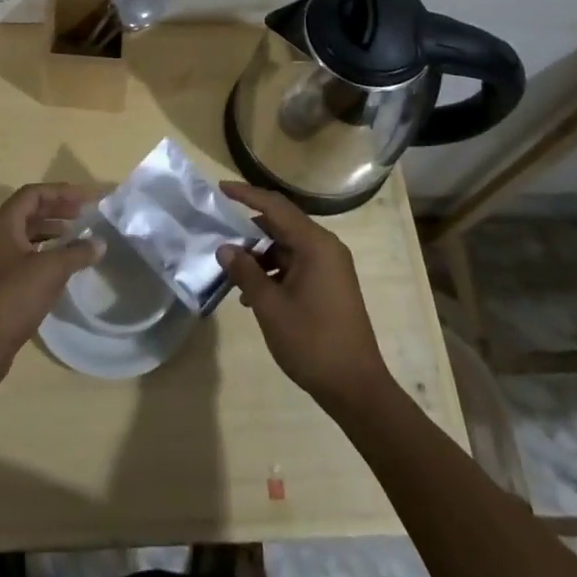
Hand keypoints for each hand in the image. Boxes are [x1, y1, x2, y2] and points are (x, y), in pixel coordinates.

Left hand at [0, 183, 98, 394]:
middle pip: (29, 211)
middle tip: (85, 214)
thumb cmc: (10, 299)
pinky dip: (44, 252)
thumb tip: (99, 243)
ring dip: (51, 230)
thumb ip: (77, 253)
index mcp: (2, 223)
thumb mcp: (50, 271)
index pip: (34, 194)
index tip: (88, 198)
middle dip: (57, 209)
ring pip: (25, 234)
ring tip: (76, 235)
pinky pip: (23, 255)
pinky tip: (60, 264)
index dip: (62, 192)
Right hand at [216, 182, 391, 407]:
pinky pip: (296, 265)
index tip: (220, 188)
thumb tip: (225, 248)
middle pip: (282, 224)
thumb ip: (245, 272)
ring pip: (287, 247)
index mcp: (315, 244)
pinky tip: (253, 294)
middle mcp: (326, 248)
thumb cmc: (312, 342)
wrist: (356, 388)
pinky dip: (274, 272)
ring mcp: (330, 267)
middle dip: (249, 230)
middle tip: (219, 233)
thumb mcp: (270, 306)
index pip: (275, 206)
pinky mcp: (330, 285)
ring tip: (232, 272)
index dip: (246, 194)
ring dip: (260, 256)